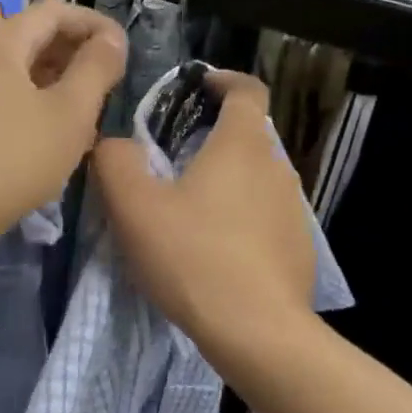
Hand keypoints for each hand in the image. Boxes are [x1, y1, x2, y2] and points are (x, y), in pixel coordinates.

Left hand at [0, 0, 126, 245]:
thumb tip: (110, 40)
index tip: (124, 50)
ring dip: (57, 83)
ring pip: (19, 71)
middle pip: (33, 37)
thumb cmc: (15, 157)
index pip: (55, 11)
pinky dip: (34, 104)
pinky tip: (53, 136)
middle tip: (110, 84)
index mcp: (0, 41)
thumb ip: (96, 69)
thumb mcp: (70, 113)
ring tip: (88, 113)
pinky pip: (3, 97)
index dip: (94, 24)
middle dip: (76, 54)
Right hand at [93, 71, 315, 356]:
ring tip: (190, 208)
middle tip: (174, 158)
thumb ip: (116, 162)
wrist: (257, 332)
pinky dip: (242, 217)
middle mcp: (276, 167)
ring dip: (227, 180)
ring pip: (256, 177)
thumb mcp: (135, 208)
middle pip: (249, 134)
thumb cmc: (193, 258)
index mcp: (241, 145)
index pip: (246, 89)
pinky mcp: (298, 246)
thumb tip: (113, 143)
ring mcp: (293, 209)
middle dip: (214, 136)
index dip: (222, 80)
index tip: (197, 87)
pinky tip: (216, 250)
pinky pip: (266, 215)